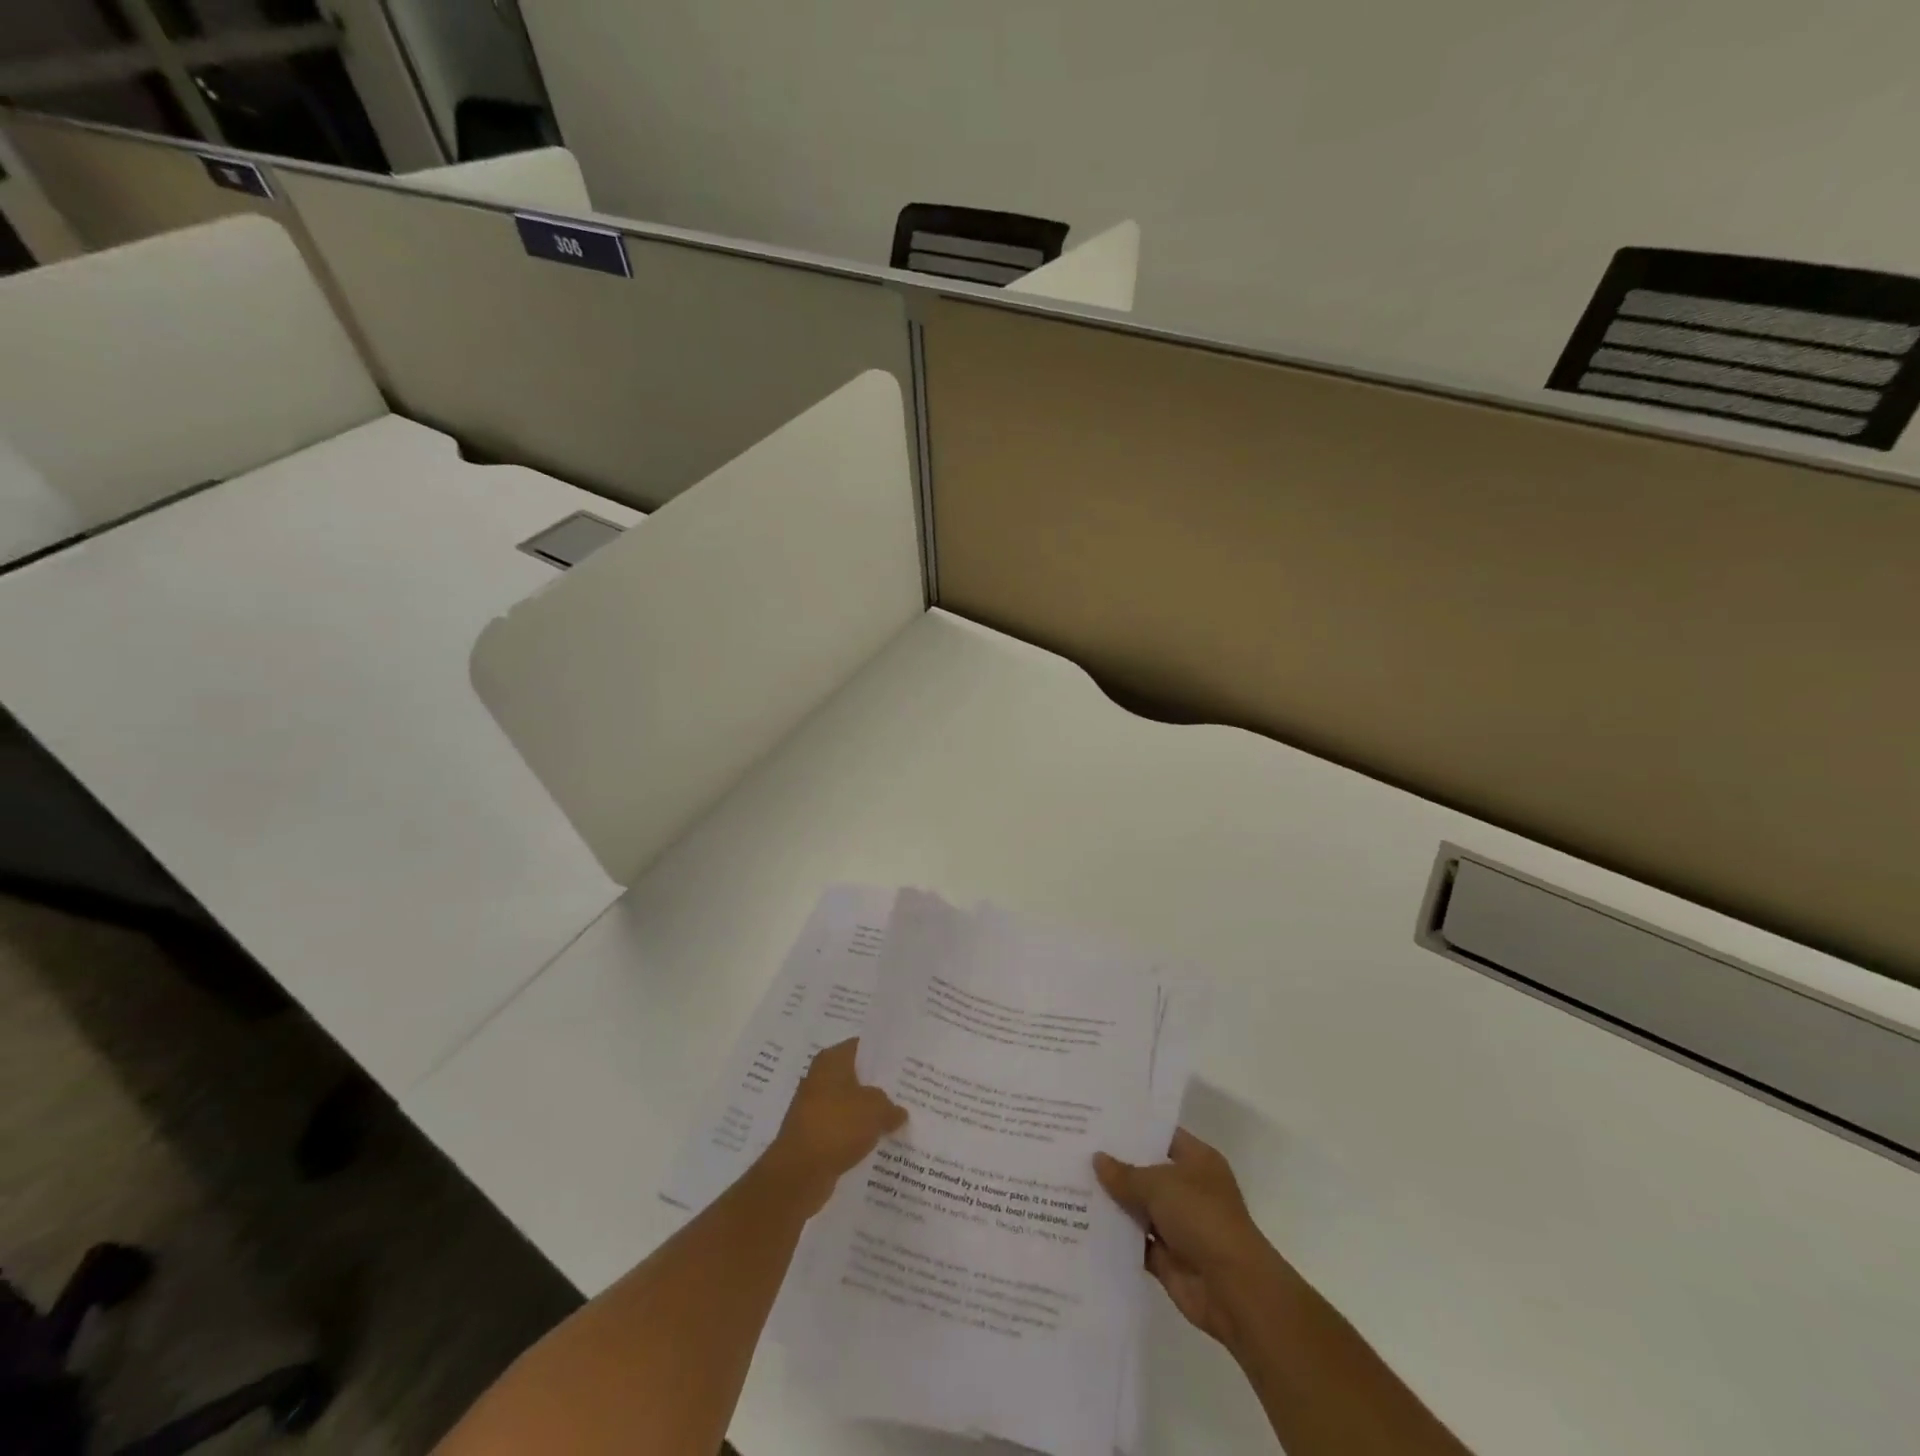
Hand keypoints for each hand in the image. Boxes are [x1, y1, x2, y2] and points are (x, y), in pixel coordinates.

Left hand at [759, 1039, 906, 1215]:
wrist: (798, 1173)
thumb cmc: (837, 1126)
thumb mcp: (875, 1109)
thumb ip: (891, 1106)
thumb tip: (899, 1112)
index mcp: (831, 1060)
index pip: (862, 1047)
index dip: (884, 1054)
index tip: (905, 1064)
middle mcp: (820, 1078)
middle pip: (856, 1076)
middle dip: (878, 1085)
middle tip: (906, 1092)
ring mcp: (814, 1108)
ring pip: (850, 1104)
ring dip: (868, 1112)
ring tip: (897, 1118)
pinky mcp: (813, 1135)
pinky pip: (842, 1128)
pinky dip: (857, 1134)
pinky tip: (878, 1141)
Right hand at [1094, 1128, 1286, 1350]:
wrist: (1233, 1290)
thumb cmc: (1201, 1218)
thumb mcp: (1158, 1185)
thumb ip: (1125, 1174)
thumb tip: (1097, 1159)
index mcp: (1197, 1161)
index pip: (1161, 1136)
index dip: (1132, 1129)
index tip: (1098, 1121)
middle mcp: (1189, 1189)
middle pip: (1146, 1172)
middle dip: (1115, 1165)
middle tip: (1075, 1148)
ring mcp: (1179, 1225)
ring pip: (1138, 1207)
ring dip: (1112, 1202)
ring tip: (1070, 1182)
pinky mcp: (1168, 1258)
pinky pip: (1136, 1242)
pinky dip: (1115, 1236)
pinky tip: (1082, 1223)